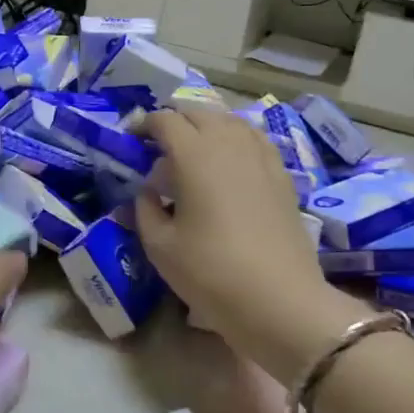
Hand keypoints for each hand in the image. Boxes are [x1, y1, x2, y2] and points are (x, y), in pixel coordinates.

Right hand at [135, 107, 368, 378]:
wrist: (280, 299)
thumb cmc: (211, 271)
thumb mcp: (160, 246)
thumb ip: (145, 210)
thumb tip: (146, 192)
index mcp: (194, 154)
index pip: (165, 120)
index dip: (144, 124)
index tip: (131, 138)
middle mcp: (229, 143)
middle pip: (199, 113)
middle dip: (175, 120)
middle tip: (158, 143)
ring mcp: (261, 157)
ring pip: (230, 121)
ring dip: (207, 126)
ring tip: (194, 149)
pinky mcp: (282, 175)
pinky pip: (255, 140)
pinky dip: (236, 139)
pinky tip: (230, 162)